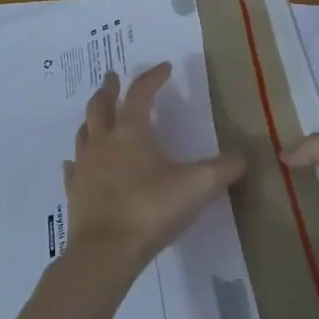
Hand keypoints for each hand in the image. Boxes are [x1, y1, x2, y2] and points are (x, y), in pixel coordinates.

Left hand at [63, 64, 245, 275]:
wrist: (106, 252)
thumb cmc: (151, 210)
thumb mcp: (198, 187)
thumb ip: (224, 169)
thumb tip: (245, 155)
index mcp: (131, 133)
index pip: (141, 94)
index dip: (153, 78)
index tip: (164, 67)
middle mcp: (103, 143)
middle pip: (100, 106)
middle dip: (109, 89)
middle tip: (111, 77)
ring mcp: (84, 168)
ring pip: (83, 133)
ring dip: (91, 120)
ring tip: (96, 115)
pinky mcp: (75, 193)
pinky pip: (73, 169)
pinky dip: (77, 160)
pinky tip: (76, 163)